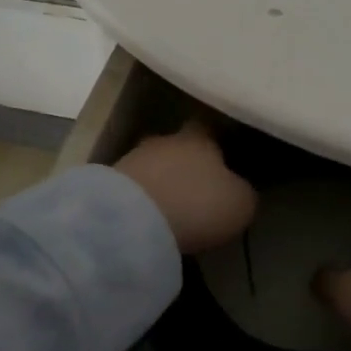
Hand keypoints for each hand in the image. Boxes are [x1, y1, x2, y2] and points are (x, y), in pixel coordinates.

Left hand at [112, 120, 257, 255]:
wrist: (132, 222)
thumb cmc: (197, 205)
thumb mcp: (239, 204)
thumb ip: (243, 192)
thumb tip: (239, 190)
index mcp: (199, 138)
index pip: (209, 128)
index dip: (216, 142)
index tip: (224, 159)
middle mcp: (165, 140)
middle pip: (177, 147)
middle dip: (185, 165)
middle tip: (196, 189)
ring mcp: (132, 159)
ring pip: (153, 167)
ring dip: (161, 183)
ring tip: (171, 209)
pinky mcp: (107, 184)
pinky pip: (132, 189)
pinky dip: (141, 201)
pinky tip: (148, 220)